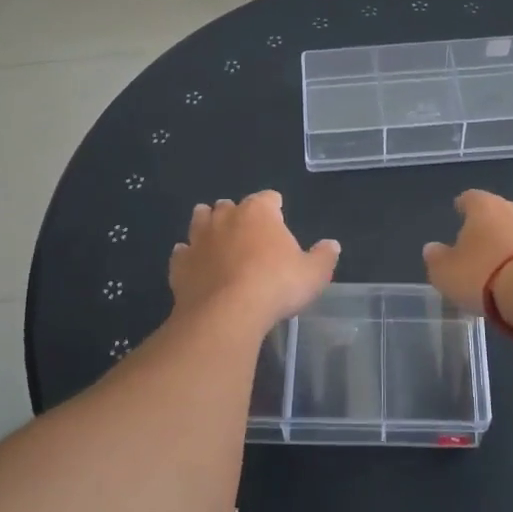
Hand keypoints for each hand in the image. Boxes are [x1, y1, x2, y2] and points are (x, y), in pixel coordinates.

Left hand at [169, 192, 339, 331]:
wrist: (227, 314)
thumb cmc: (276, 286)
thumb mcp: (313, 274)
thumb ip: (323, 257)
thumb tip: (332, 245)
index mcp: (258, 212)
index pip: (268, 198)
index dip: (275, 206)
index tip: (280, 216)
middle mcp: (225, 217)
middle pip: (229, 206)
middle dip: (238, 214)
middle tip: (248, 232)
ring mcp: (199, 239)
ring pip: (200, 220)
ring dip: (208, 225)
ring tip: (216, 238)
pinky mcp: (180, 264)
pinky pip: (183, 253)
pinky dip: (188, 255)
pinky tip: (194, 264)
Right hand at [421, 190, 512, 311]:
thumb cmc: (483, 274)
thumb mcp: (446, 272)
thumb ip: (436, 258)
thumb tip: (432, 248)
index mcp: (483, 206)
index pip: (470, 197)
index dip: (462, 205)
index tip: (458, 211)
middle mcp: (511, 210)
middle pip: (495, 212)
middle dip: (486, 225)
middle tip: (474, 241)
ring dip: (506, 243)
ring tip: (494, 264)